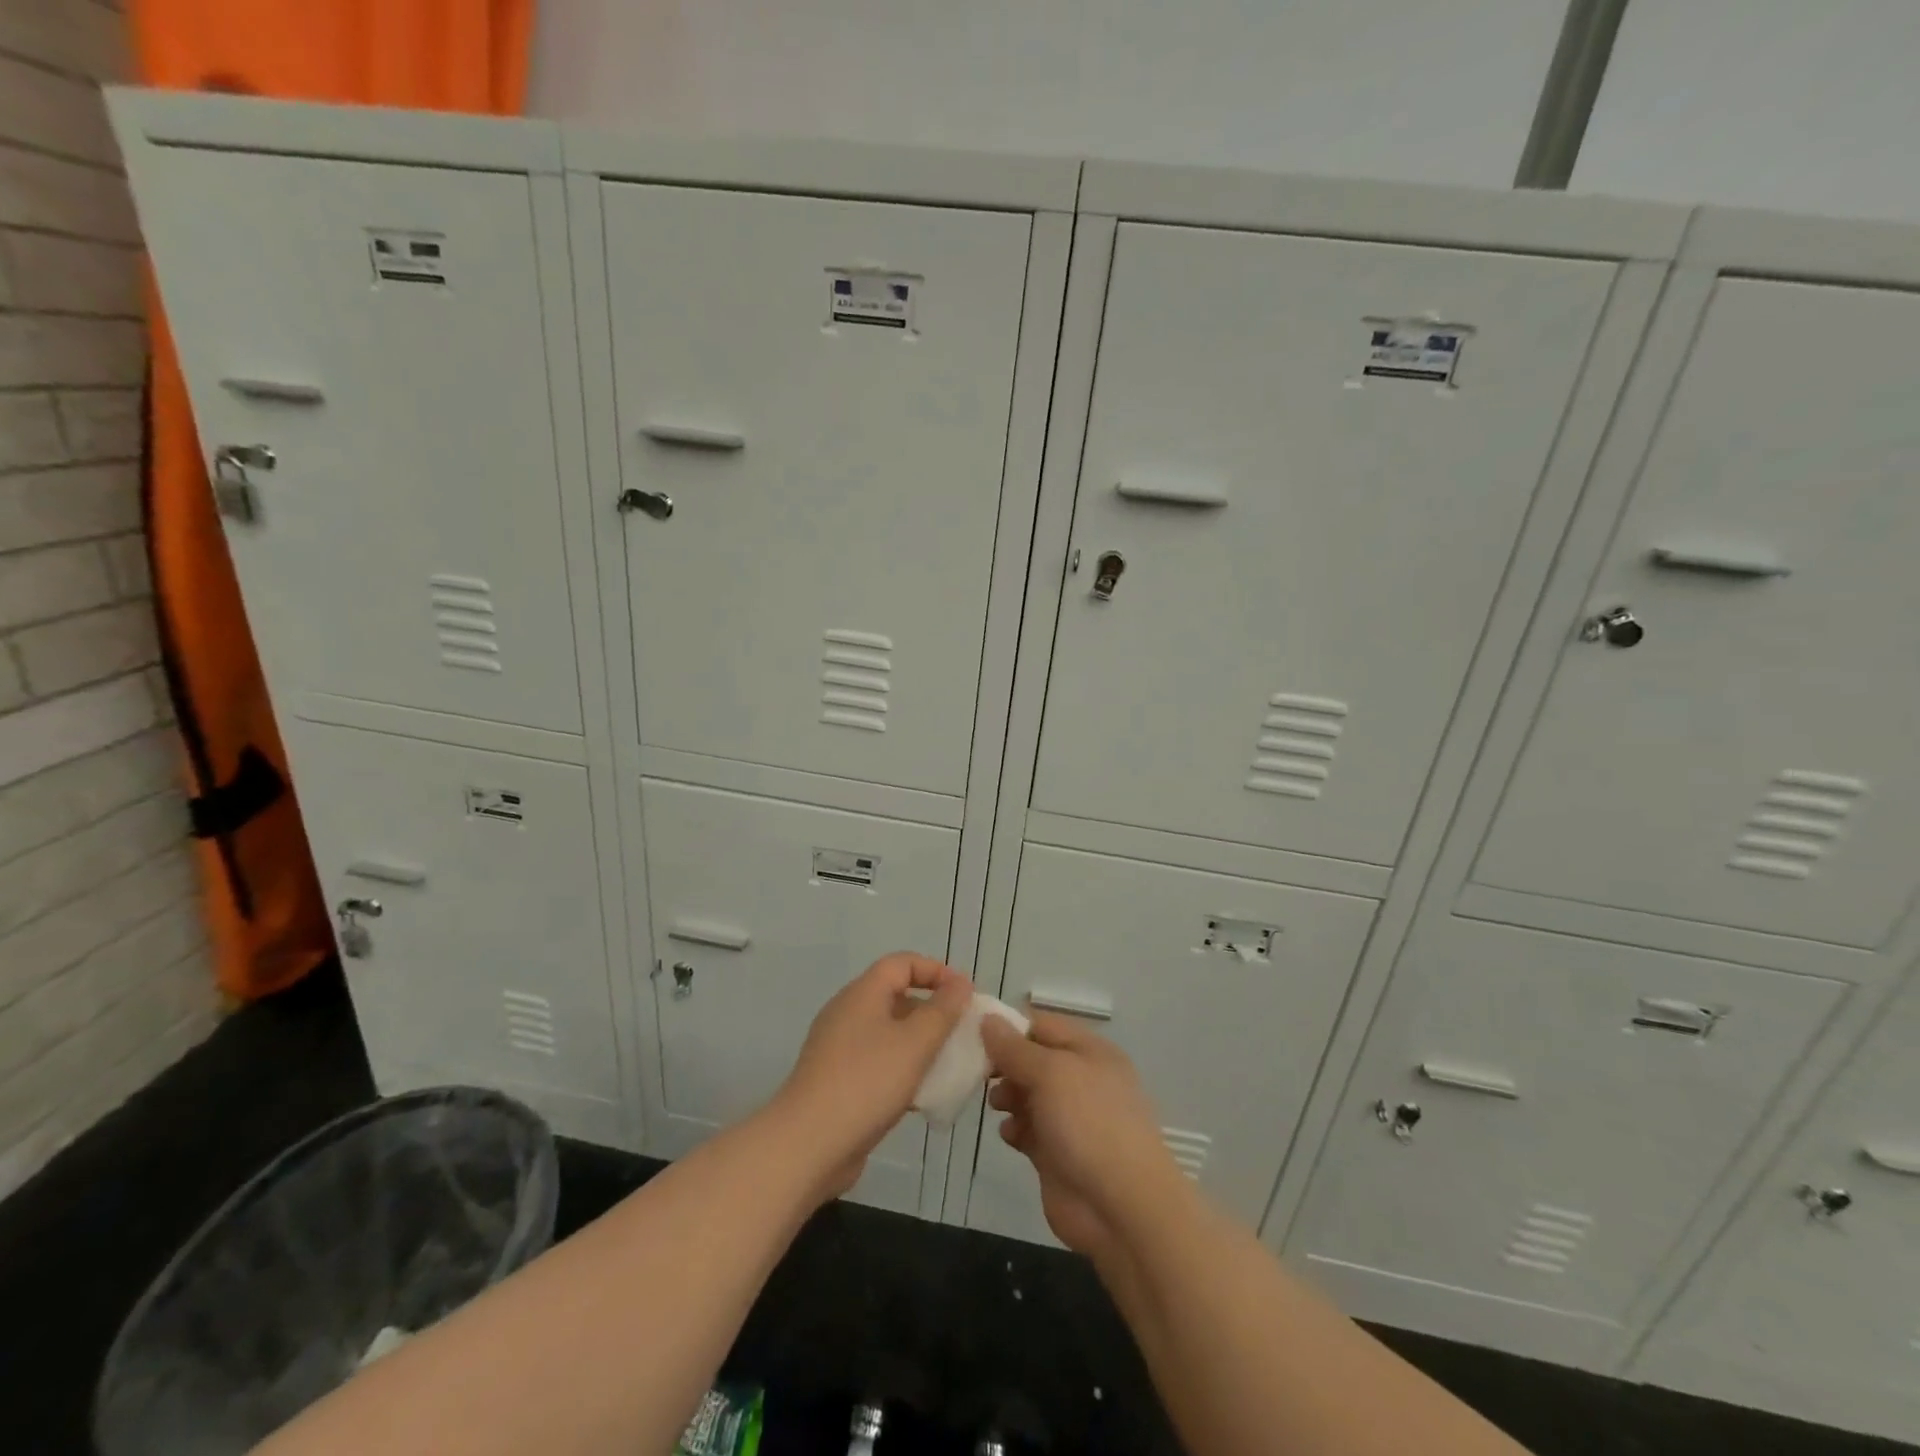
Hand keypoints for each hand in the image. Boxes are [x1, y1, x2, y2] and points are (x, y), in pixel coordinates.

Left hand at [773, 952, 972, 1199]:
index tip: (966, 994)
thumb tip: (960, 984)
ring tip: (950, 1064)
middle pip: (896, 996)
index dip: (936, 971)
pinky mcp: (838, 1081)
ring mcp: (840, 1048)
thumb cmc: (866, 1083)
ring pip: (889, 1033)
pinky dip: (903, 1069)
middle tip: (963, 1032)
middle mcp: (848, 1013)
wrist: (807, 1145)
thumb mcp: (915, 1043)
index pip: (902, 963)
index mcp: (862, 994)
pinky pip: (878, 1062)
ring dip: (920, 1044)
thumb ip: (942, 1011)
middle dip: (933, 1010)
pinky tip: (923, 1096)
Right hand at [981, 1011, 1182, 1258]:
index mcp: (1089, 1052)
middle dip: (1004, 1064)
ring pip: (1028, 1095)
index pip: (1043, 1025)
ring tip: (997, 1106)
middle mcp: (1081, 1080)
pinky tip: (1009, 1135)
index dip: (1010, 1027)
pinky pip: (1028, 1130)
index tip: (974, 1034)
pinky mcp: (1057, 1154)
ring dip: (1007, 1096)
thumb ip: (1015, 1048)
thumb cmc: (1089, 1124)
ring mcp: (1070, 1119)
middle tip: (980, 1073)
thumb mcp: (1051, 1073)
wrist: (1120, 1207)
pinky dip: (1015, 1129)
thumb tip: (988, 1020)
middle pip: (1032, 1060)